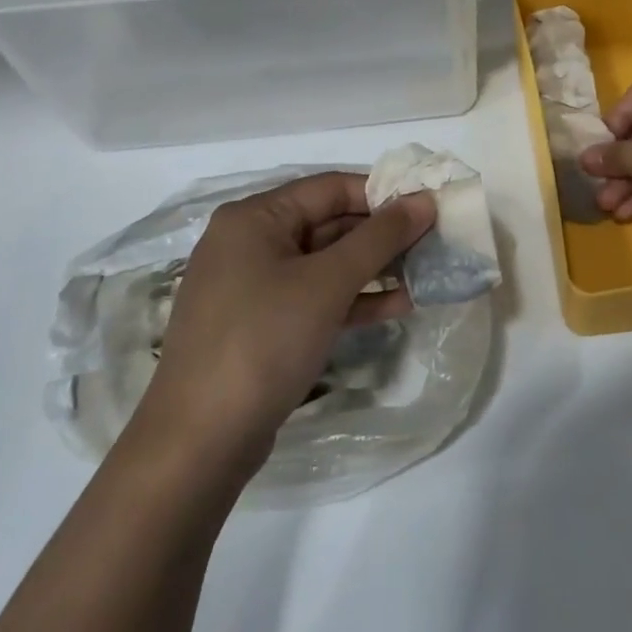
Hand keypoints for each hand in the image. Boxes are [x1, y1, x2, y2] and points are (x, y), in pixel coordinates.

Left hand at [132, 172, 434, 478]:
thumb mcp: (328, 283)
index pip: (330, 188)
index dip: (382, 194)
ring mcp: (252, 287)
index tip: (428, 207)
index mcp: (254, 218)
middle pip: (327, 224)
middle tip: (433, 243)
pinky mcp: (260, 325)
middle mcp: (249, 243)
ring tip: (424, 274)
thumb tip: (424, 201)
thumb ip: (380, 238)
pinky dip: (352, 299)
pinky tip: (397, 306)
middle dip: (381, 235)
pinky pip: (313, 297)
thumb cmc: (263, 342)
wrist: (199, 444)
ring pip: (324, 264)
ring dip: (373, 269)